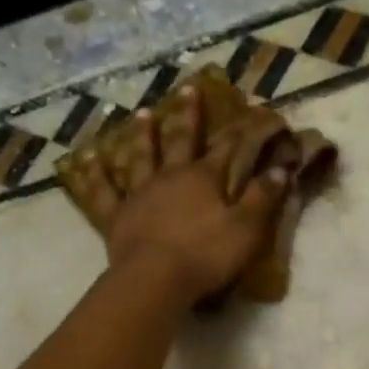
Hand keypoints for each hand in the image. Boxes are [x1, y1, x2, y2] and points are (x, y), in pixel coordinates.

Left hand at [105, 86, 288, 304]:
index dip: (241, 130)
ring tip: (140, 113)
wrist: (156, 279)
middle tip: (188, 89)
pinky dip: (95, 175)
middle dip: (187, 115)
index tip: (251, 111)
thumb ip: (263, 198)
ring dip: (142, 135)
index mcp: (204, 179)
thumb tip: (281, 169)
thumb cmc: (206, 255)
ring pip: (140, 156)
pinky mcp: (117, 216)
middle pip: (180, 140)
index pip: (227, 148)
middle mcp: (170, 177)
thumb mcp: (246, 229)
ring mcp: (140, 194)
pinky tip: (87, 158)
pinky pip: (103, 192)